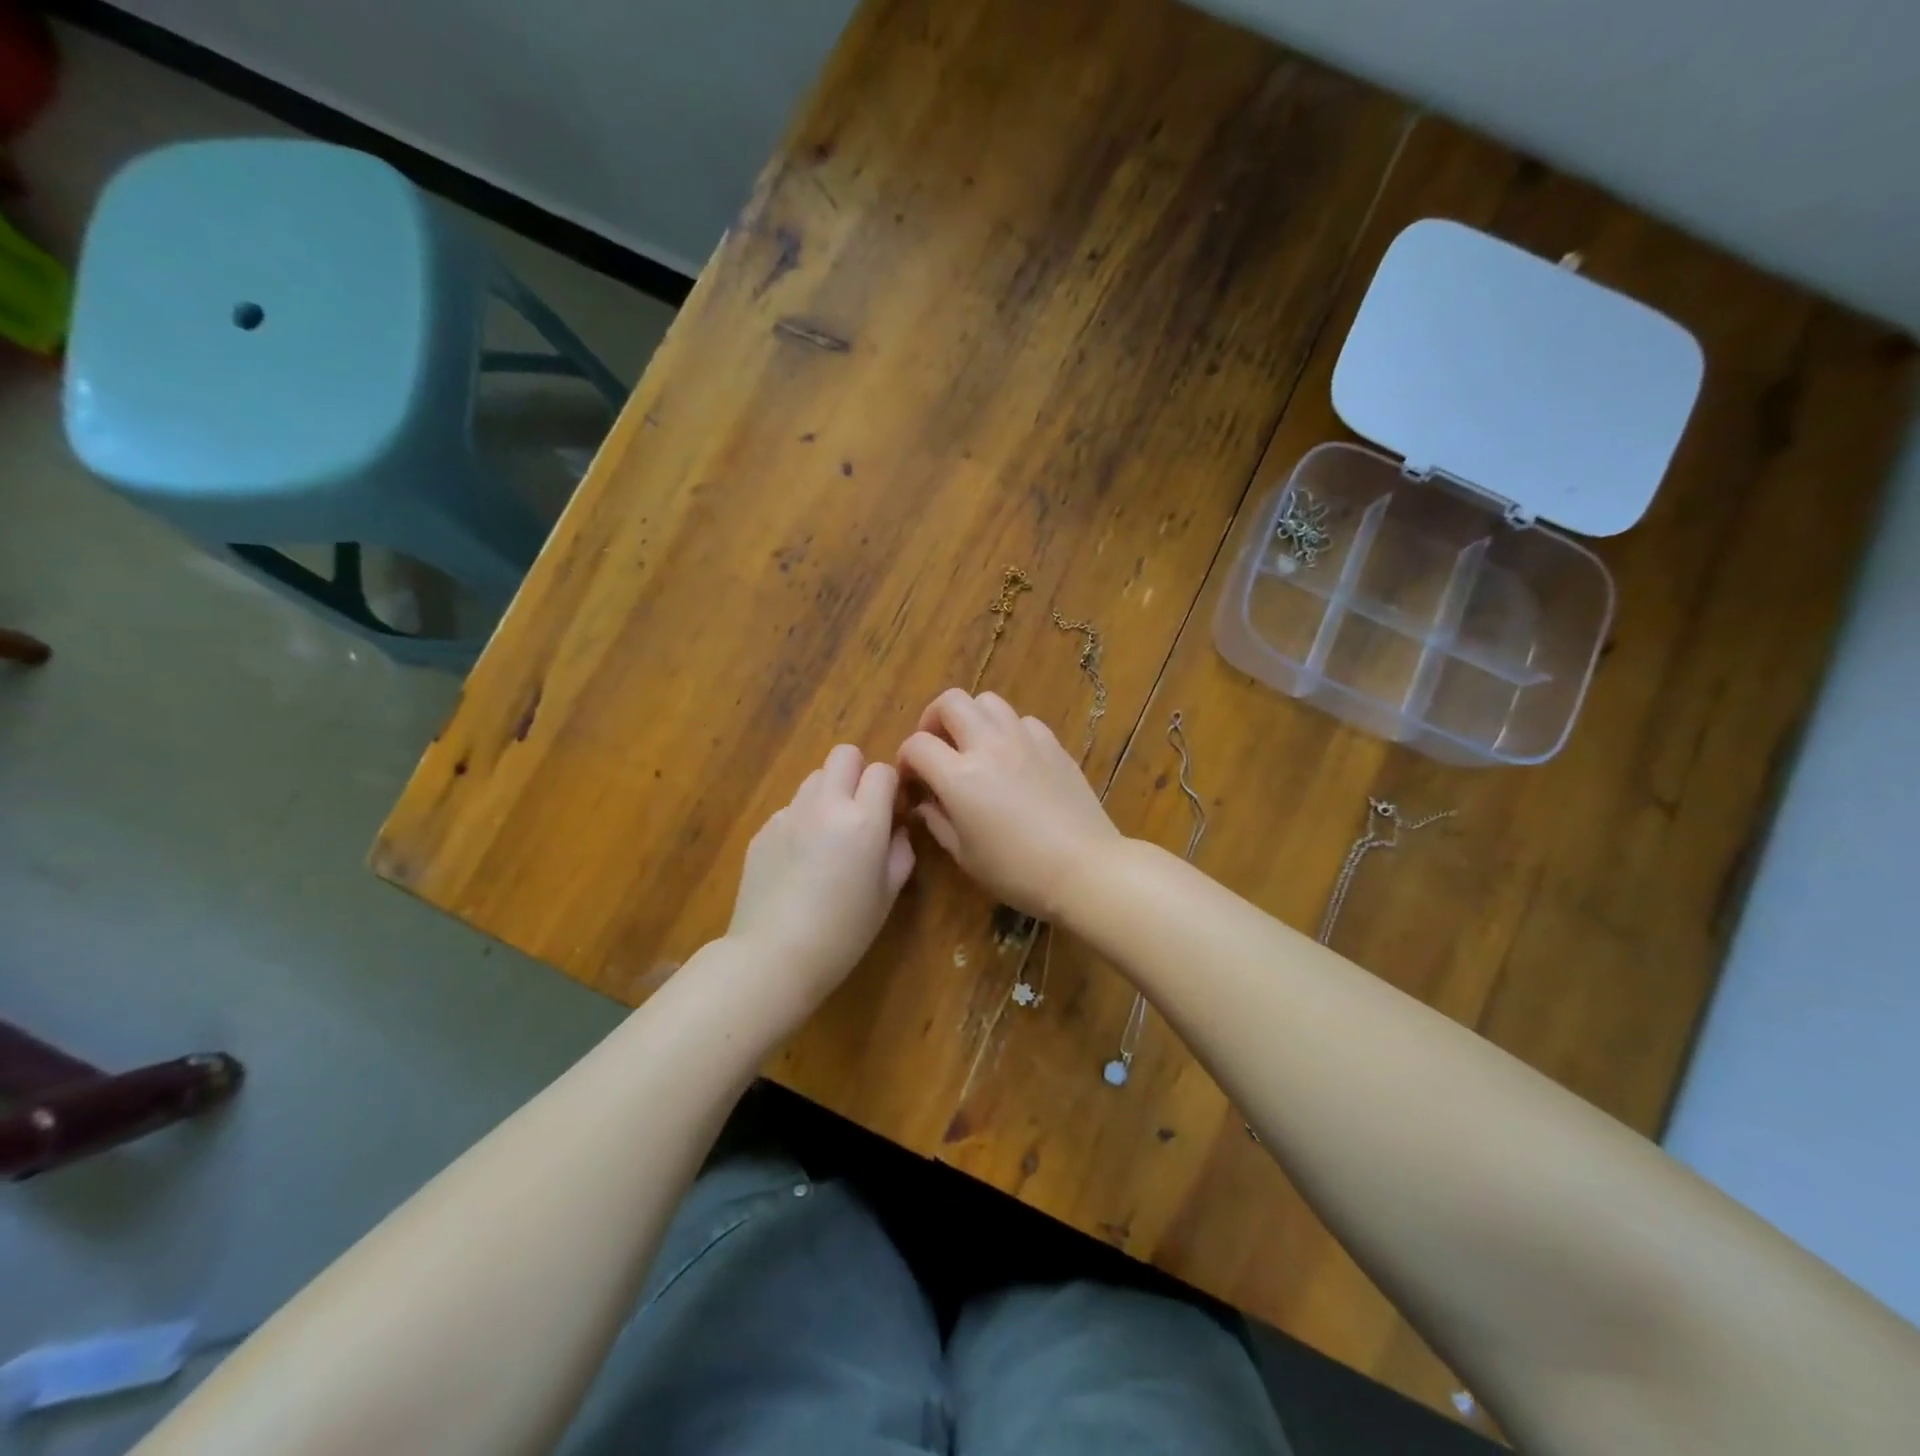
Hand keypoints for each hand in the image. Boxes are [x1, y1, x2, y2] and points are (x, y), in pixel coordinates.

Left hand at [725, 744, 914, 1014]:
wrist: (774, 955)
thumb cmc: (843, 932)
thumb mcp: (887, 895)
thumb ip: (900, 852)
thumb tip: (897, 829)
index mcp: (863, 819)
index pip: (882, 770)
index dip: (890, 787)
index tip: (890, 812)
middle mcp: (826, 805)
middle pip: (844, 754)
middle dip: (858, 773)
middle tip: (860, 810)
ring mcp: (789, 814)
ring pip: (815, 777)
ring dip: (829, 793)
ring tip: (829, 834)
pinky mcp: (764, 829)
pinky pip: (791, 808)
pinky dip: (803, 820)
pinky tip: (800, 860)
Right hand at [897, 689, 1123, 919]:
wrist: (1084, 868)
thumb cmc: (1017, 871)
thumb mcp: (965, 855)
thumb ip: (937, 821)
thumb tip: (925, 802)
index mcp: (960, 776)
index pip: (917, 744)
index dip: (906, 759)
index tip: (912, 779)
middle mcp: (989, 746)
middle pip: (951, 702)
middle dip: (933, 719)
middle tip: (936, 746)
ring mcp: (1024, 740)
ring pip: (988, 701)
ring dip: (972, 718)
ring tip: (974, 746)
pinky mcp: (1053, 744)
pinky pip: (1022, 720)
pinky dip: (1008, 731)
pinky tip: (1012, 758)